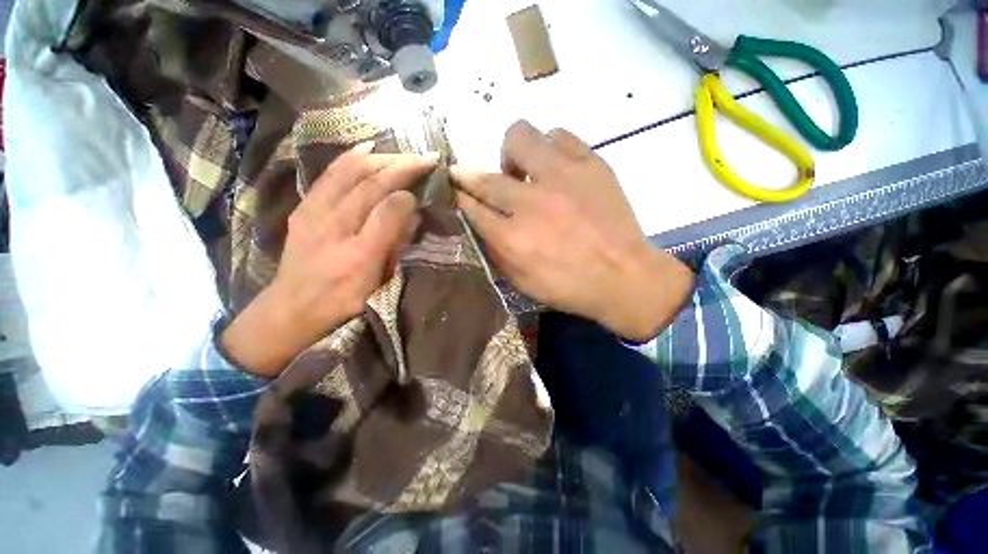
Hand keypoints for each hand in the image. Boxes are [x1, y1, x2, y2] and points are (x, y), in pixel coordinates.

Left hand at [222, 144, 436, 376]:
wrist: (293, 307)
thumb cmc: (343, 299)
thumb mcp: (377, 282)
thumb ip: (394, 243)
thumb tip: (410, 208)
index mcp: (359, 249)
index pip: (387, 205)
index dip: (409, 186)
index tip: (429, 175)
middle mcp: (334, 224)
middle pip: (368, 183)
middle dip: (399, 165)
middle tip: (424, 157)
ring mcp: (314, 212)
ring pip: (348, 173)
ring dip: (377, 158)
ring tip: (399, 151)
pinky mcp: (304, 208)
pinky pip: (329, 175)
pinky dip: (349, 158)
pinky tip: (364, 149)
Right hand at [453, 121, 693, 341]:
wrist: (624, 276)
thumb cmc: (569, 286)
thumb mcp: (522, 281)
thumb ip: (496, 249)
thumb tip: (481, 220)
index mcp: (513, 238)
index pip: (471, 208)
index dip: (459, 197)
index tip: (454, 189)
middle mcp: (531, 203)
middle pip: (486, 177)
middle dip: (468, 176)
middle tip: (471, 177)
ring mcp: (562, 177)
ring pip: (520, 137)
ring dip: (513, 156)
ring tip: (524, 173)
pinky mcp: (590, 163)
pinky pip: (559, 135)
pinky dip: (549, 148)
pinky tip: (554, 167)